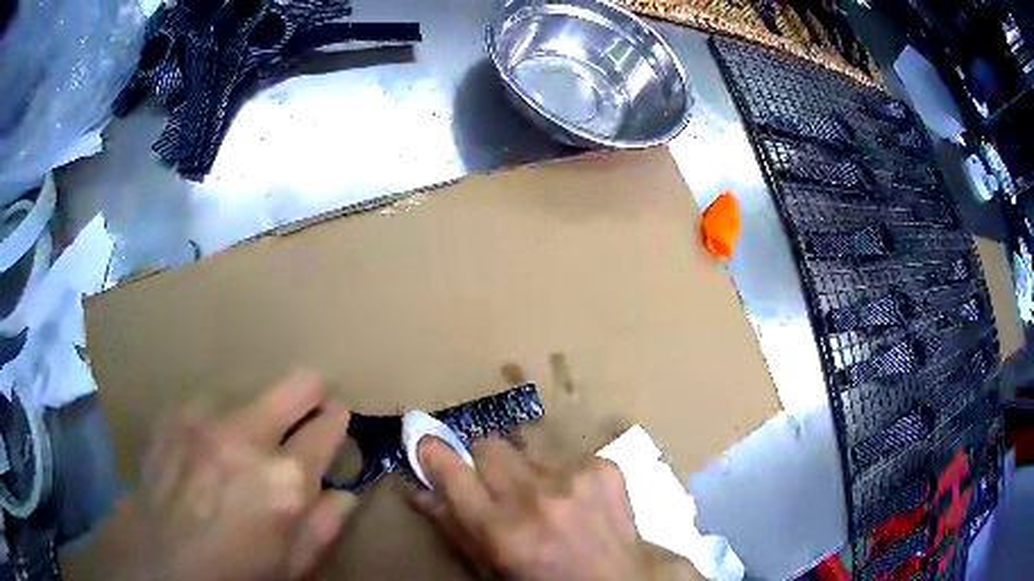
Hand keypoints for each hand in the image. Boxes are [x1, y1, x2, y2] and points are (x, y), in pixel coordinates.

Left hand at [71, 374, 354, 580]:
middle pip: (296, 385)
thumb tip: (345, 489)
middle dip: (310, 394)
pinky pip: (209, 404)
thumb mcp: (293, 564)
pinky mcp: (173, 415)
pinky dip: (217, 422)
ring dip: (255, 416)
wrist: (163, 562)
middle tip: (305, 411)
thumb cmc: (237, 572)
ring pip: (249, 393)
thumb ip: (326, 523)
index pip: (328, 424)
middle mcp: (245, 439)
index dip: (336, 421)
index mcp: (285, 481)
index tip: (333, 421)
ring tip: (239, 449)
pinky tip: (206, 451)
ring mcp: (203, 420)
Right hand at [409, 435, 648, 580]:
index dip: (434, 453)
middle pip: (489, 445)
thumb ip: (453, 527)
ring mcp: (575, 478)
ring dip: (525, 472)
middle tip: (493, 486)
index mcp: (501, 530)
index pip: (452, 471)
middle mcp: (536, 497)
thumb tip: (418, 490)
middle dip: (484, 462)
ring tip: (542, 501)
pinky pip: (565, 457)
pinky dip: (561, 475)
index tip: (427, 444)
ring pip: (527, 451)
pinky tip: (575, 501)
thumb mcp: (491, 568)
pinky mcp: (604, 468)